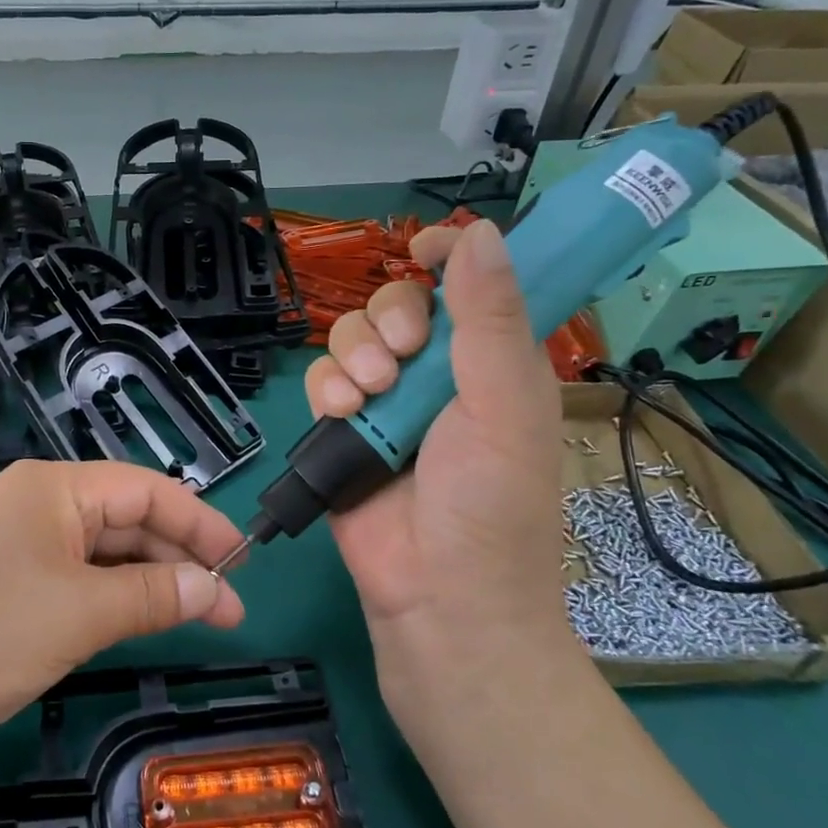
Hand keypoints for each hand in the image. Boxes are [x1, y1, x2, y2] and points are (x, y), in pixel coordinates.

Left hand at [0, 461, 245, 759]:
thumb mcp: (78, 614)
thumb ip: (151, 596)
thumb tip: (212, 587)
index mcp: (54, 487)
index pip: (146, 489)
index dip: (200, 523)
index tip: (244, 564)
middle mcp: (39, 504)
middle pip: (127, 519)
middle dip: (179, 558)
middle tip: (227, 608)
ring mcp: (21, 544)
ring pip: (104, 552)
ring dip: (150, 581)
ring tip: (199, 618)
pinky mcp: (10, 582)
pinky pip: (78, 579)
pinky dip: (115, 598)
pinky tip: (141, 620)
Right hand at [303, 219, 570, 729]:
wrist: (437, 597)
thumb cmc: (491, 505)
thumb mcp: (504, 407)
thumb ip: (490, 320)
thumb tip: (479, 231)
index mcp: (493, 361)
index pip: (470, 285)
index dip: (448, 256)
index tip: (422, 251)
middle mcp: (439, 373)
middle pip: (397, 302)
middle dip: (389, 318)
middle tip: (399, 357)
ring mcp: (388, 401)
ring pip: (353, 336)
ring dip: (354, 356)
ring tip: (368, 399)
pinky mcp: (345, 428)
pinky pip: (323, 378)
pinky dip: (327, 388)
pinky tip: (342, 415)